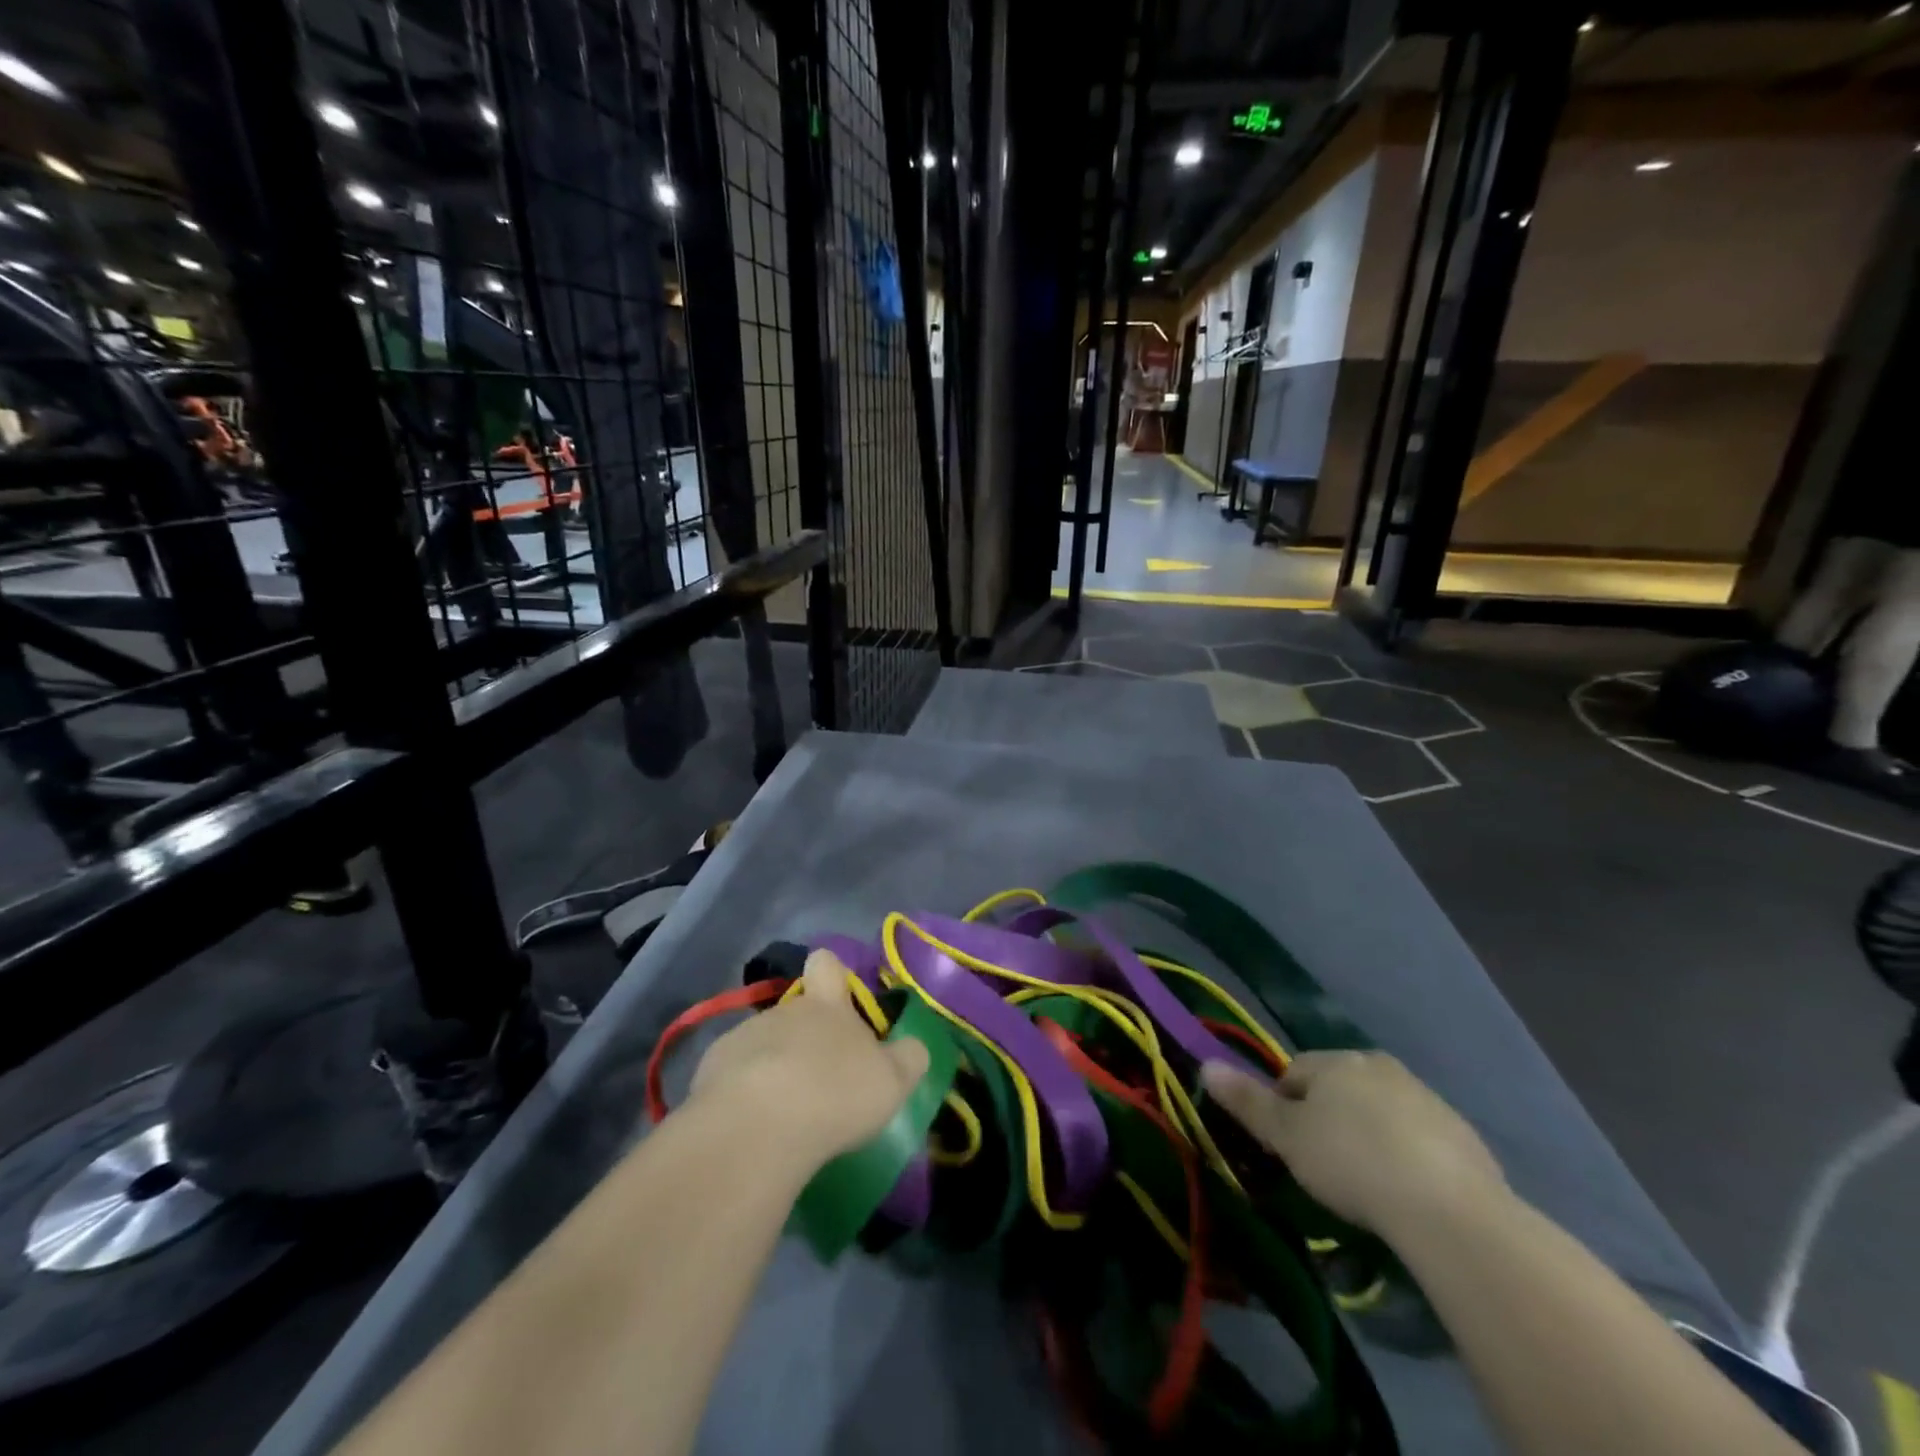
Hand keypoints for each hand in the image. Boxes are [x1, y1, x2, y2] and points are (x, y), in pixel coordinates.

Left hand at [688, 950, 930, 1171]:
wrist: (757, 1127)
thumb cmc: (835, 1093)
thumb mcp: (891, 1081)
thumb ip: (907, 1059)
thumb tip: (915, 1047)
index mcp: (827, 1006)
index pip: (826, 965)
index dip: (831, 972)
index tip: (836, 993)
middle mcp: (783, 1011)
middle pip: (794, 1011)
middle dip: (804, 1038)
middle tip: (819, 1081)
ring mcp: (742, 1037)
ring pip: (762, 1043)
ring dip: (772, 1067)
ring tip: (783, 1112)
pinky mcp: (709, 1071)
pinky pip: (731, 1075)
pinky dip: (740, 1094)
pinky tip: (751, 1127)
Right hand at [1202, 1051, 1506, 1236]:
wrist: (1451, 1211)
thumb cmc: (1351, 1162)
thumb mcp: (1287, 1136)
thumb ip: (1247, 1101)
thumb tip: (1205, 1063)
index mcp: (1337, 1060)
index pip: (1294, 1072)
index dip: (1282, 1109)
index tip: (1286, 1148)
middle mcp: (1380, 1066)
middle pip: (1338, 1089)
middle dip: (1327, 1120)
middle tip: (1322, 1167)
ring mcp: (1426, 1098)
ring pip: (1378, 1112)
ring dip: (1367, 1137)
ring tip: (1366, 1187)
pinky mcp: (1462, 1135)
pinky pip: (1417, 1139)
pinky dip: (1406, 1157)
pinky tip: (1406, 1195)